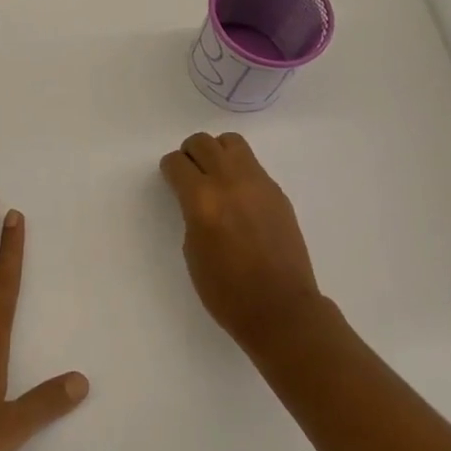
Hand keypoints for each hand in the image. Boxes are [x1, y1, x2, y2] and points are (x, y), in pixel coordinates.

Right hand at [160, 132, 323, 351]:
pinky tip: (240, 197)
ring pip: (231, 142)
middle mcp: (229, 182)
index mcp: (202, 199)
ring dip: (217, 152)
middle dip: (190, 154)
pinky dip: (239, 170)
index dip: (169, 170)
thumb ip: (192, 214)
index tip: (171, 180)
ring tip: (216, 176)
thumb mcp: (192, 251)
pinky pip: (252, 165)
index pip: (177, 163)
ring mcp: (258, 183)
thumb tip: (197, 199)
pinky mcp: (277, 192)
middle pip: (203, 142)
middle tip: (190, 174)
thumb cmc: (227, 291)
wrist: (281, 309)